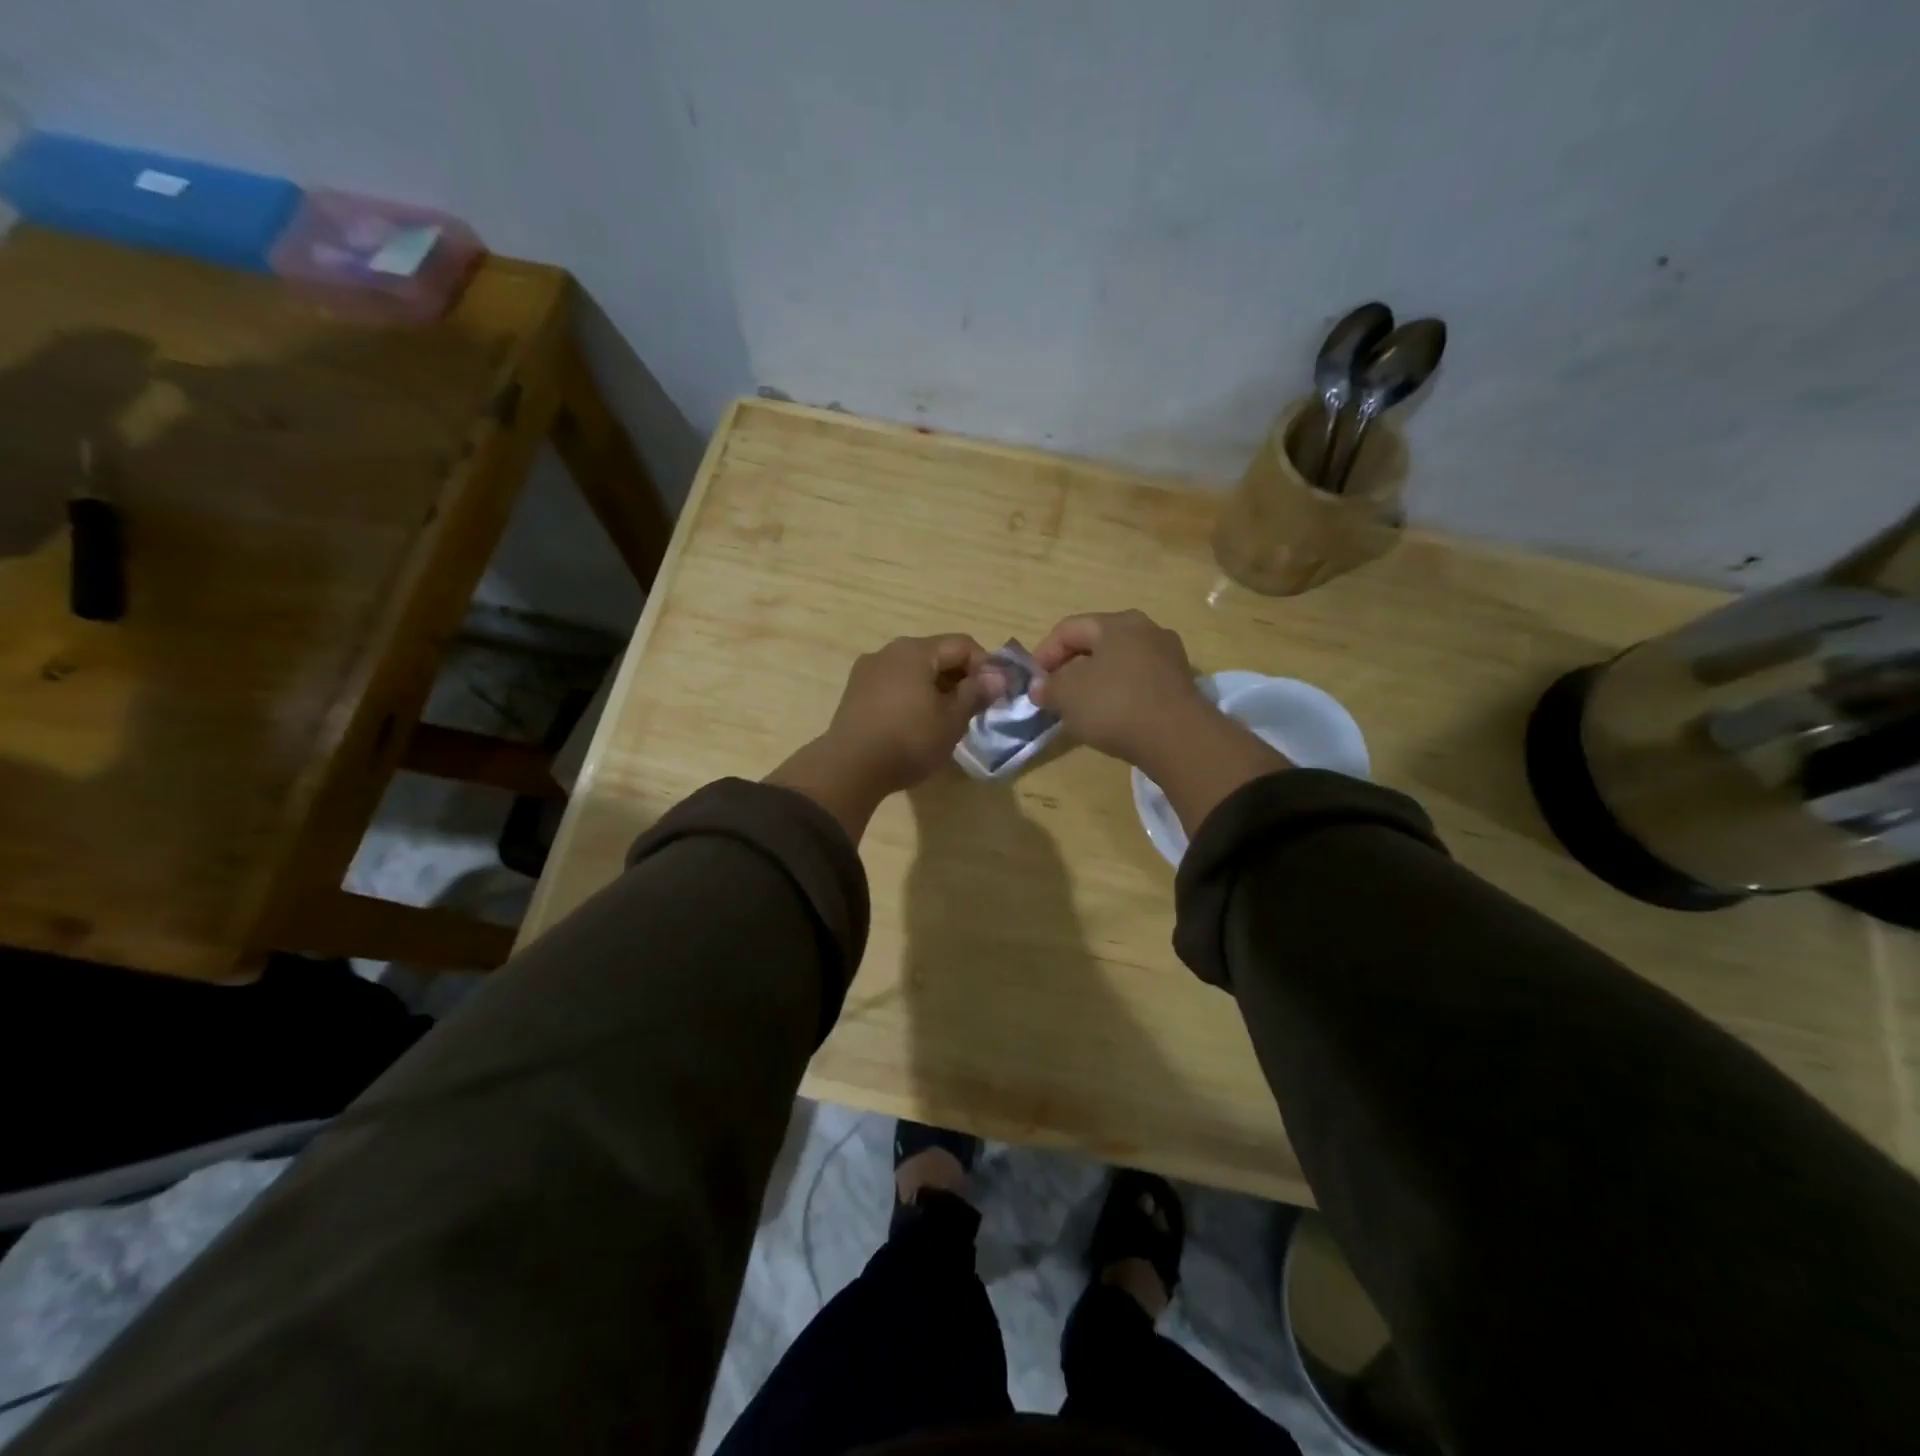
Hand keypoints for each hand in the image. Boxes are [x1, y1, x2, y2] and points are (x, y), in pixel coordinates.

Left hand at [767, 634, 1002, 839]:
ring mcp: (868, 670)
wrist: (850, 768)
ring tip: (947, 719)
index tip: (996, 694)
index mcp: (915, 650)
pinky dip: (913, 696)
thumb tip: (998, 677)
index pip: (963, 645)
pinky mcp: (855, 692)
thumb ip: (976, 693)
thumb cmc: (909, 740)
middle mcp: (889, 651)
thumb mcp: (952, 719)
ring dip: (936, 688)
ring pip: (914, 671)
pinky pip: (894, 685)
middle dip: (960, 677)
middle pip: (936, 655)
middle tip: (975, 708)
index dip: (986, 666)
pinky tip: (917, 723)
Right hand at [1031, 609, 1288, 832]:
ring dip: (1095, 681)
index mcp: (1118, 623)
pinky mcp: (1180, 684)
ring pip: (1118, 663)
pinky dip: (1119, 693)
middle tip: (1054, 693)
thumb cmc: (1115, 705)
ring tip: (1079, 707)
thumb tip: (1040, 687)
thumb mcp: (1068, 694)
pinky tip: (1110, 716)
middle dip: (1070, 667)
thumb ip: (1049, 687)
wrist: (1178, 739)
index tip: (1033, 682)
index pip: (1068, 629)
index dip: (1043, 654)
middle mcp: (1147, 629)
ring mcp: (1168, 656)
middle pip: (1096, 643)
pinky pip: (1138, 681)